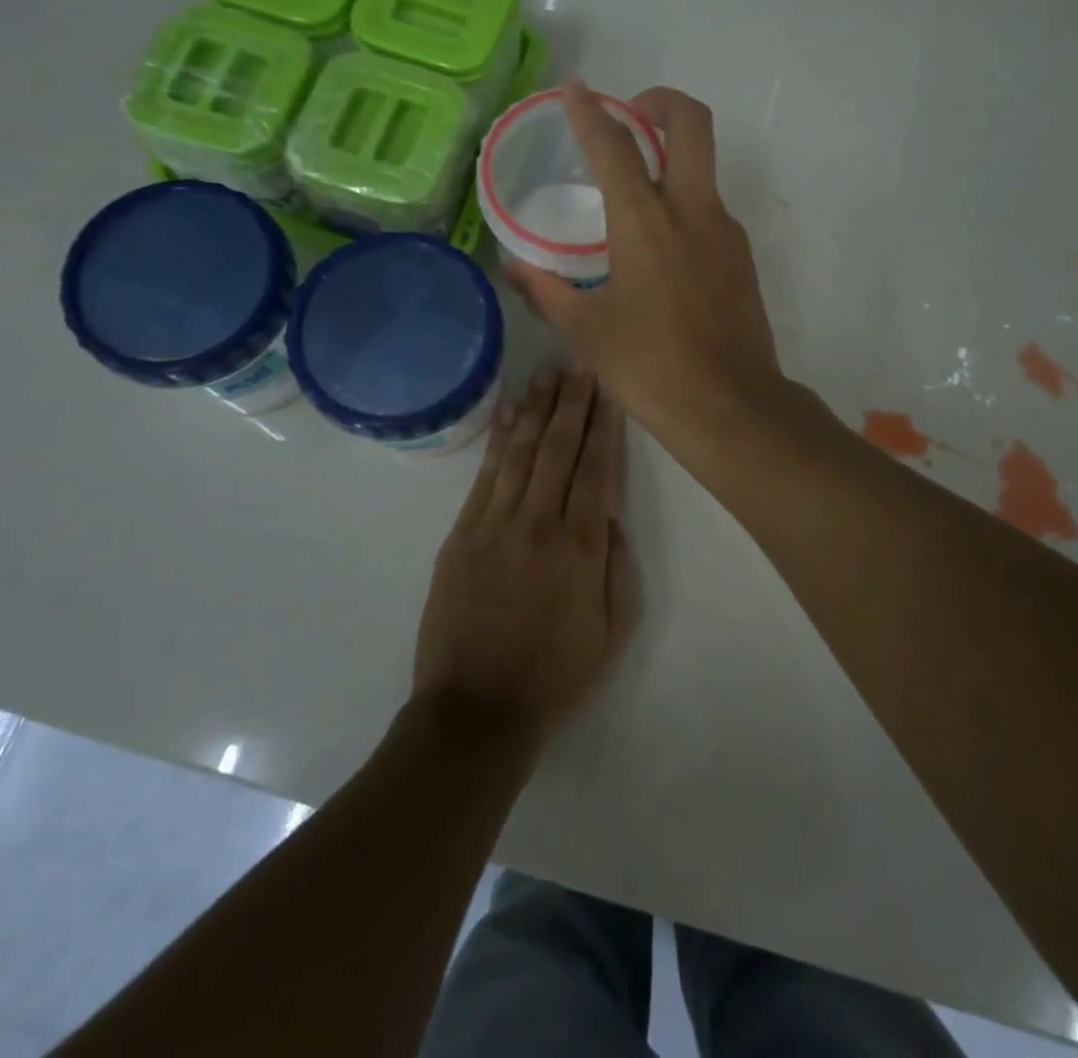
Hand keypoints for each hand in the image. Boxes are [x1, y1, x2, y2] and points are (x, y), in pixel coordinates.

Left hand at [412, 371, 633, 743]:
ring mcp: (494, 525)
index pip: (596, 469)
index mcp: (580, 547)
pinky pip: (484, 477)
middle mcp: (538, 523)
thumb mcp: (613, 631)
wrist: (477, 710)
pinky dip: (497, 441)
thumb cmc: (555, 675)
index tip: (609, 390)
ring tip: (547, 377)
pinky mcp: (461, 535)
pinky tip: (507, 414)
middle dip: (572, 404)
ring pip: (520, 454)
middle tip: (581, 367)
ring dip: (536, 411)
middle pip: (558, 449)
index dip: (604, 425)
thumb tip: (608, 514)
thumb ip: (616, 566)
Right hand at [505, 82, 781, 445]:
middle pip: (691, 123)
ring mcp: (726, 233)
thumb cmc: (650, 367)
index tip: (574, 88)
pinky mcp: (742, 259)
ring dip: (673, 156)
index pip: (614, 145)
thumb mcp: (587, 331)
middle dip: (661, 100)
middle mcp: (693, 211)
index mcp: (646, 222)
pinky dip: (684, 203)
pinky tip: (660, 247)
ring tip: (634, 191)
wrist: (730, 407)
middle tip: (630, 113)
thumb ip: (547, 290)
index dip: (589, 111)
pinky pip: (711, 210)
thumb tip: (513, 267)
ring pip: (705, 167)